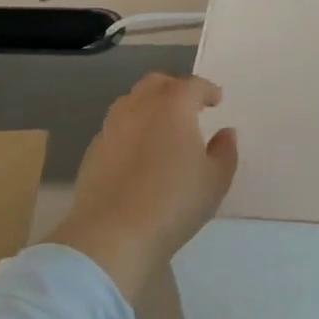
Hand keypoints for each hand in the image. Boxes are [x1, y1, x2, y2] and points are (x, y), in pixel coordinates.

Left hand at [47, 75, 237, 302]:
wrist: (114, 234)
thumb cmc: (174, 202)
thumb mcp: (216, 180)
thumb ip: (225, 151)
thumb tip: (225, 133)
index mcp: (173, 107)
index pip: (192, 85)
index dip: (207, 90)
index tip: (216, 100)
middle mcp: (139, 108)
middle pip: (156, 83)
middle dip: (175, 88)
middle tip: (189, 106)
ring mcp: (111, 128)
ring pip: (131, 102)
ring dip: (149, 106)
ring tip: (162, 127)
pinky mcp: (93, 151)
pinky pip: (116, 128)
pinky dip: (131, 130)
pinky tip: (139, 153)